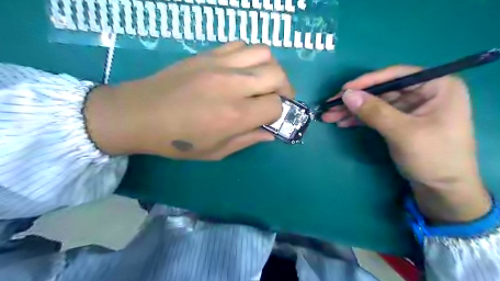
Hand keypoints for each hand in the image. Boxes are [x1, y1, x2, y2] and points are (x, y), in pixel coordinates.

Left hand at [85, 42, 293, 160]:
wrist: (139, 114)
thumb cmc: (177, 141)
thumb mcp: (216, 151)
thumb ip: (248, 140)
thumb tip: (270, 133)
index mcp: (235, 115)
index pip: (276, 105)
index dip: (279, 112)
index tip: (272, 118)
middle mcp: (232, 85)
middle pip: (277, 74)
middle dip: (285, 88)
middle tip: (277, 98)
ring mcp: (219, 64)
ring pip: (264, 53)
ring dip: (271, 69)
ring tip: (263, 82)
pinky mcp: (208, 54)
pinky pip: (241, 45)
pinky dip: (250, 56)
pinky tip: (243, 70)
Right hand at [323, 65, 490, 222]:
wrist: (442, 190)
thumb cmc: (433, 157)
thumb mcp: (403, 132)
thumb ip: (374, 111)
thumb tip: (346, 95)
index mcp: (437, 86)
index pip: (396, 75)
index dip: (367, 81)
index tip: (343, 90)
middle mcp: (423, 93)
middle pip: (381, 91)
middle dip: (355, 100)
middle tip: (330, 106)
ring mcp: (410, 108)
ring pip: (375, 104)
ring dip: (352, 110)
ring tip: (329, 116)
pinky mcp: (399, 122)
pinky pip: (375, 116)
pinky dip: (359, 119)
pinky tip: (342, 122)